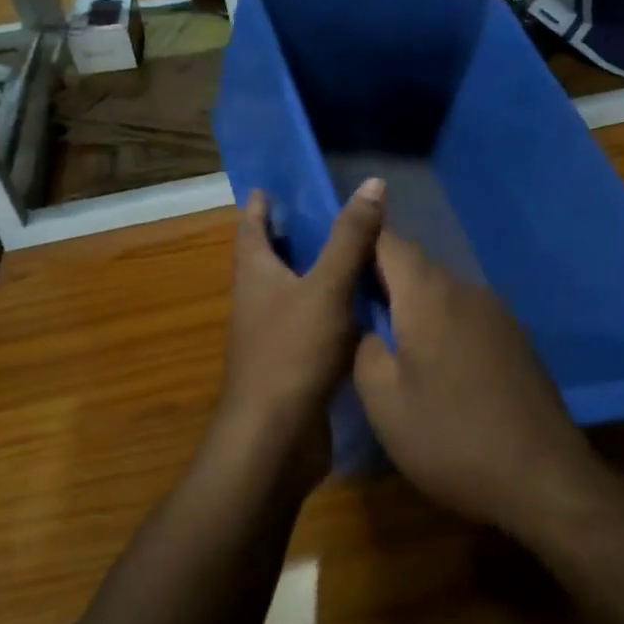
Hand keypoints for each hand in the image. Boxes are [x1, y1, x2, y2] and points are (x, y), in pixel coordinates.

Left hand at [213, 179, 385, 494]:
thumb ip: (350, 237)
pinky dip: (334, 308)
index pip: (251, 225)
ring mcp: (274, 334)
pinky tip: (366, 305)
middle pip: (273, 256)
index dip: (262, 203)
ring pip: (297, 291)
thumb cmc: (292, 353)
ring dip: (319, 271)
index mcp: (255, 273)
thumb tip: (372, 183)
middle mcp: (258, 300)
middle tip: (335, 211)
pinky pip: (314, 323)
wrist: (275, 440)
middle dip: (296, 234)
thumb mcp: (327, 287)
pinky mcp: (294, 363)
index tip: (278, 184)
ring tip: (359, 252)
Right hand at [353, 233, 601, 536]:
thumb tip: (368, 327)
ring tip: (390, 339)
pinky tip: (436, 363)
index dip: (360, 242)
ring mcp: (498, 313)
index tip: (338, 262)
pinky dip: (443, 325)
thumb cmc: (450, 437)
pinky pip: (467, 315)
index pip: (388, 242)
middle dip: (384, 279)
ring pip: (443, 292)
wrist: (542, 477)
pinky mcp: (516, 339)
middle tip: (354, 309)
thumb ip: (363, 350)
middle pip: (417, 266)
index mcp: (429, 294)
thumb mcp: (383, 402)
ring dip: (415, 305)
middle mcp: (466, 290)